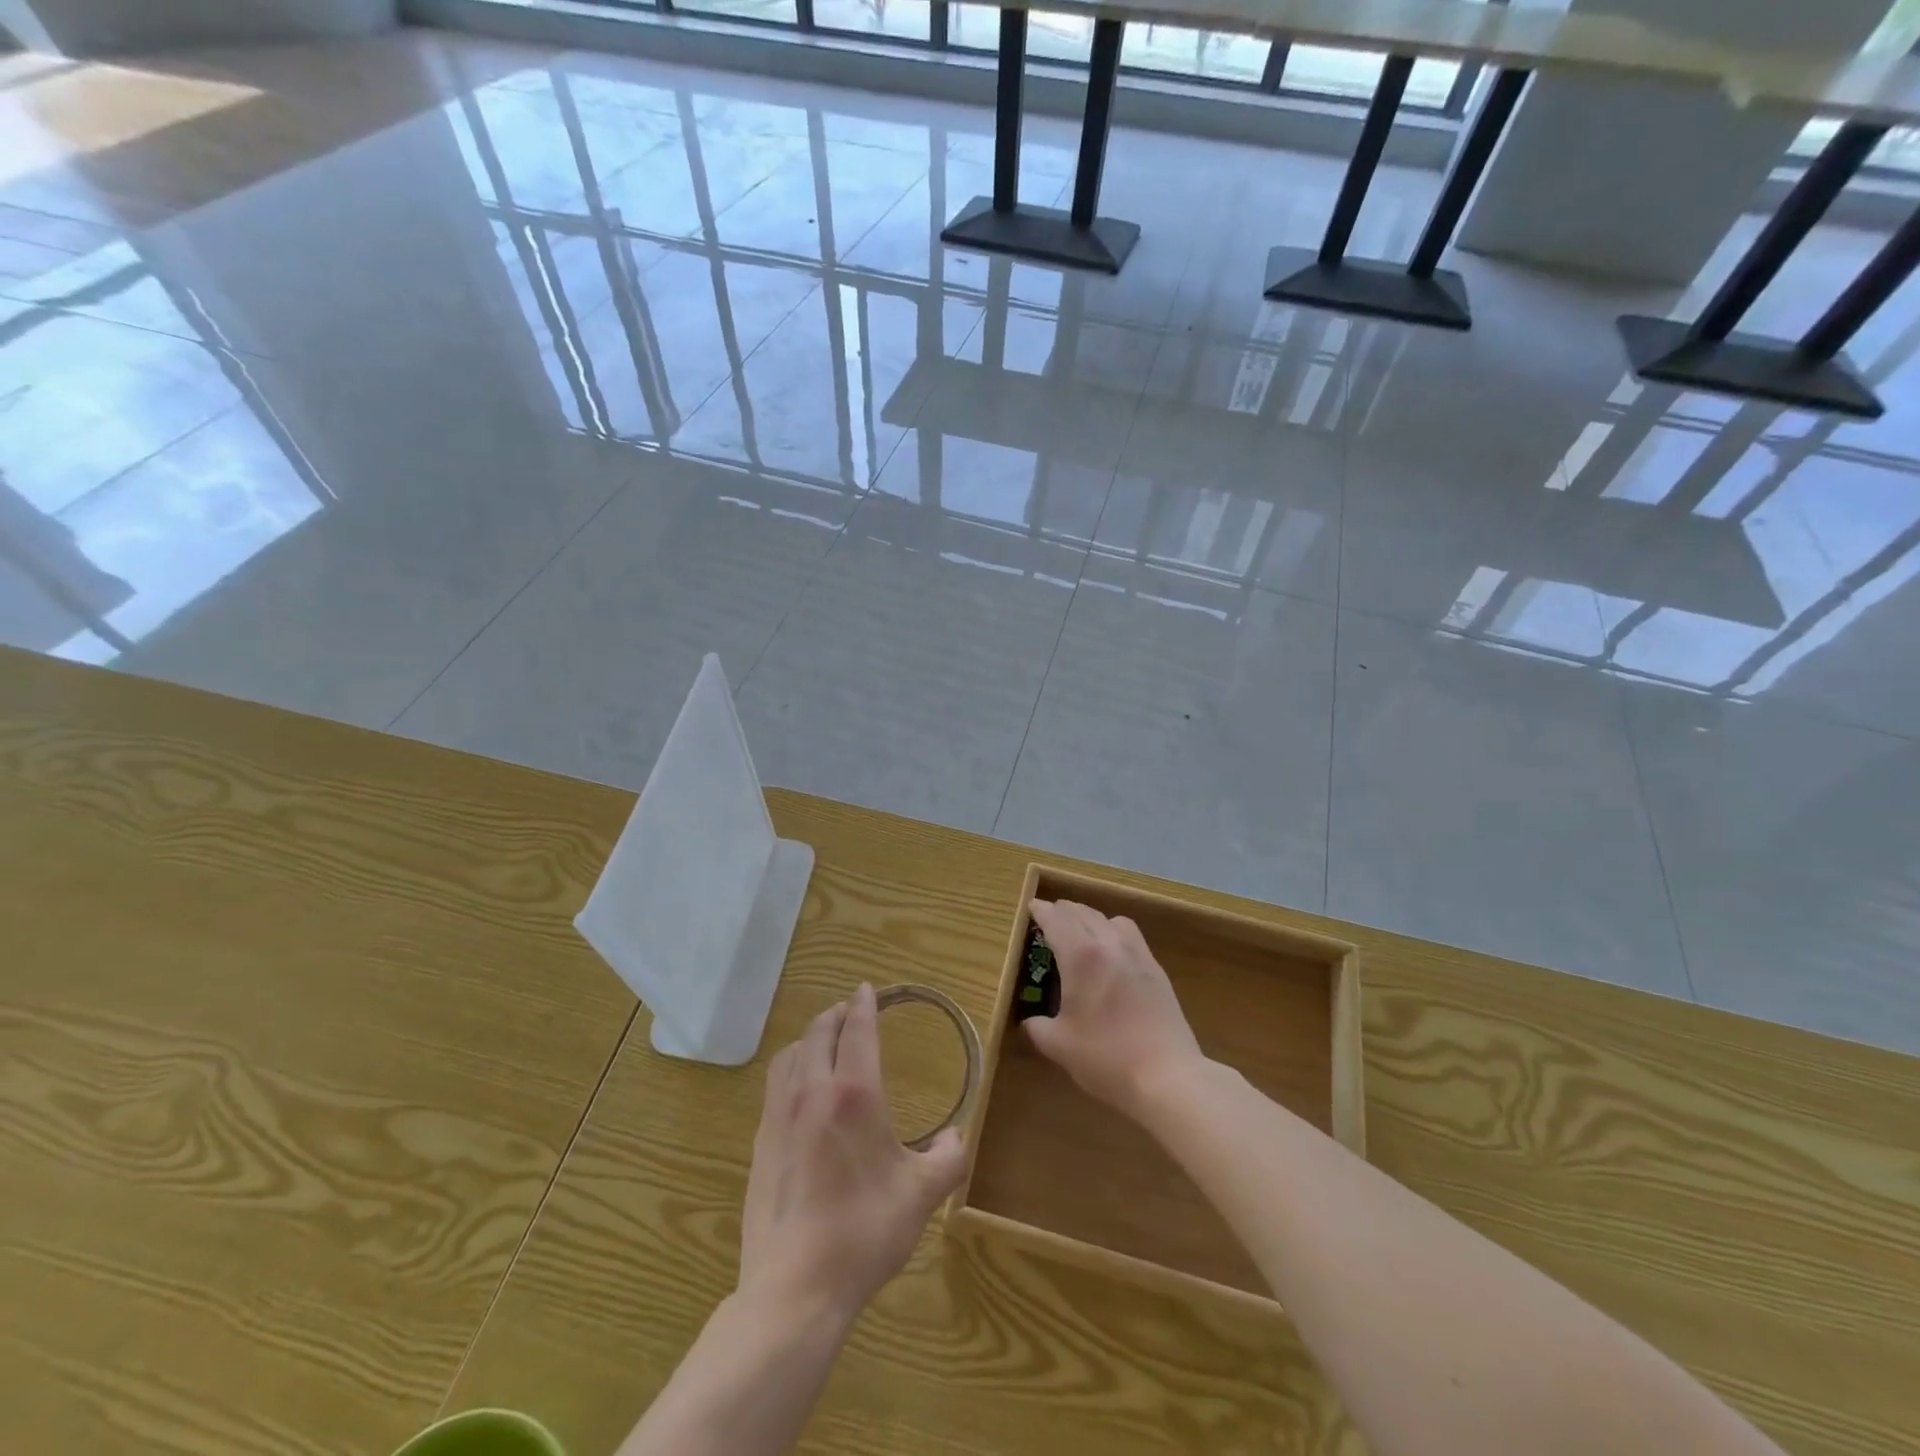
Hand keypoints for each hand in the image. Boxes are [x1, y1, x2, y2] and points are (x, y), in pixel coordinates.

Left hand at [738, 983, 966, 1327]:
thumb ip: (948, 1158)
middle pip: (818, 1032)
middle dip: (836, 1015)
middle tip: (850, 1011)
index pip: (857, 1030)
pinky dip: (790, 1068)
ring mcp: (779, 1116)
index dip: (864, 1005)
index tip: (868, 989)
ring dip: (809, 1038)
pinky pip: (774, 1085)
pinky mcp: (759, 1142)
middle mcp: (812, 1092)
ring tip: (823, 1042)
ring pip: (790, 1055)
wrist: (794, 1287)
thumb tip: (954, 1137)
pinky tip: (799, 1090)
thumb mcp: (921, 1195)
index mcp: (854, 1093)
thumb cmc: (864, 1232)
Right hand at [1023, 899, 1205, 1121]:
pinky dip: (1114, 933)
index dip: (1042, 912)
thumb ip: (1038, 1028)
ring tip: (1083, 932)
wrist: (1167, 1076)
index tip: (1031, 907)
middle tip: (1051, 917)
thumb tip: (1030, 1022)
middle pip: (1084, 913)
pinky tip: (1112, 955)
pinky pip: (1132, 936)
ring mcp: (1138, 955)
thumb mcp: (1059, 1046)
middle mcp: (1110, 945)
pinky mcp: (1157, 970)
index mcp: (1081, 956)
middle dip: (1064, 911)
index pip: (1057, 920)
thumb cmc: (1106, 1058)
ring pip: (1111, 920)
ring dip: (1092, 918)